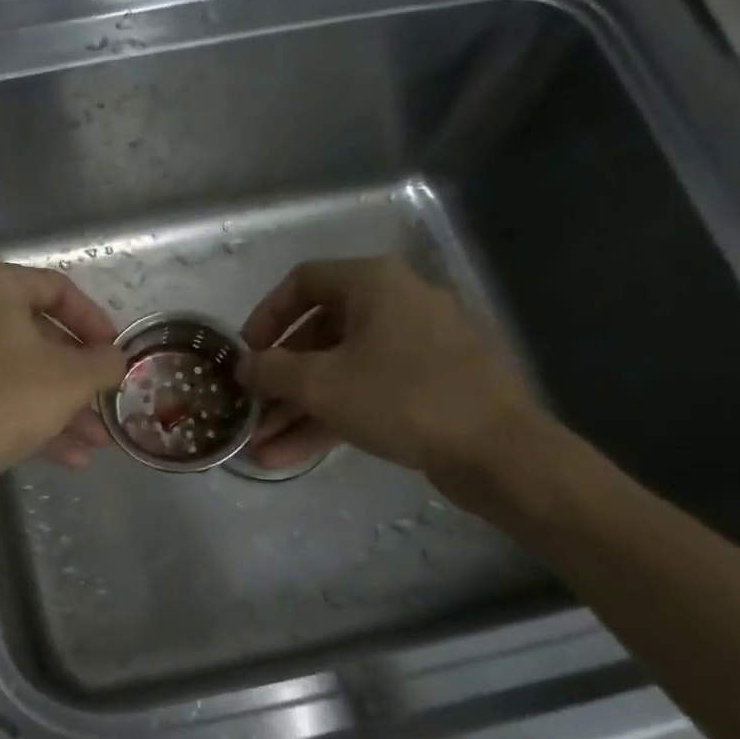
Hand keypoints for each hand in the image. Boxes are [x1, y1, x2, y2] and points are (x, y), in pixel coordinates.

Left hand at [0, 261, 126, 489]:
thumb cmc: (5, 401)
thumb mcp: (71, 379)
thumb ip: (105, 362)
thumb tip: (115, 358)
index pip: (59, 290)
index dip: (96, 323)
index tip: (116, 354)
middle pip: (40, 337)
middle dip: (81, 379)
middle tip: (108, 403)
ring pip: (21, 373)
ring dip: (63, 407)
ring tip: (98, 443)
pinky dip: (32, 418)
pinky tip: (70, 457)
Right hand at [237, 257, 544, 503]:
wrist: (496, 450)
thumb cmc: (401, 398)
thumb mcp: (322, 384)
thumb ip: (272, 371)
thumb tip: (243, 366)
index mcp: (373, 284)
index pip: (302, 282)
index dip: (265, 316)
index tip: (245, 354)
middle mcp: (394, 304)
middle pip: (318, 334)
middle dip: (278, 381)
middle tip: (250, 411)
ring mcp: (414, 347)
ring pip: (339, 371)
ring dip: (297, 409)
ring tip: (260, 447)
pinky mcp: (425, 386)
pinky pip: (365, 393)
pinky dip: (329, 419)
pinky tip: (290, 457)